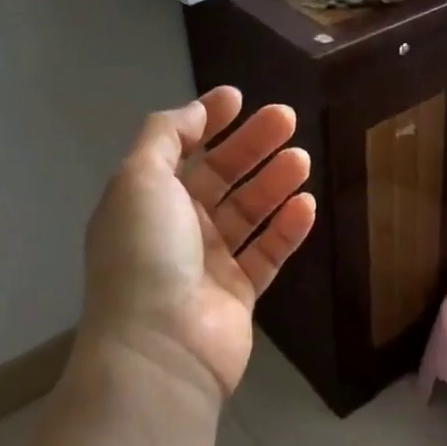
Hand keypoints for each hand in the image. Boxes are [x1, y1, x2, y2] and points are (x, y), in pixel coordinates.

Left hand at [81, 87, 315, 403]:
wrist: (161, 347)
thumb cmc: (145, 253)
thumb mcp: (139, 179)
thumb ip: (165, 136)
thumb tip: (195, 111)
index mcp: (146, 199)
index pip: (180, 149)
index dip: (207, 121)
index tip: (238, 98)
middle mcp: (176, 227)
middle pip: (220, 176)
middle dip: (251, 145)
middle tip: (287, 119)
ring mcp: (208, 262)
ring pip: (248, 212)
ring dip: (273, 182)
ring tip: (302, 159)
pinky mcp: (239, 293)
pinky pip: (267, 253)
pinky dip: (287, 229)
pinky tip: (307, 205)